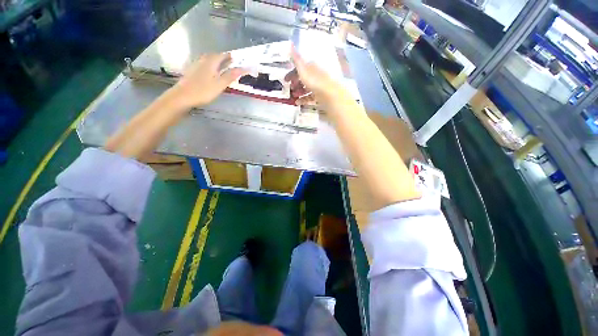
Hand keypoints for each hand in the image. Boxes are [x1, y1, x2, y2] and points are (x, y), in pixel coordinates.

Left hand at [172, 53, 245, 108]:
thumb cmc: (203, 91)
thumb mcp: (220, 84)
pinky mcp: (192, 72)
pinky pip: (204, 65)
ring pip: (208, 60)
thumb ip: (230, 76)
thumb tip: (243, 68)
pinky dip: (210, 66)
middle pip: (214, 56)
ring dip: (216, 61)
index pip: (222, 55)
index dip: (230, 56)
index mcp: (211, 62)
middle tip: (231, 61)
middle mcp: (203, 61)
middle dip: (223, 58)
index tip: (237, 58)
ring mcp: (196, 66)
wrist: (182, 96)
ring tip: (222, 65)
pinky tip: (211, 72)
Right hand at [285, 48, 345, 106]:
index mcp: (313, 65)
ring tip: (293, 96)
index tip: (286, 79)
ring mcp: (319, 86)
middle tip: (290, 88)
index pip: (301, 67)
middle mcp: (317, 74)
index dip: (293, 72)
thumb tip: (290, 45)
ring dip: (299, 91)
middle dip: (296, 83)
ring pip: (307, 88)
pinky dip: (304, 99)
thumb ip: (296, 59)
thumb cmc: (315, 81)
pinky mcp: (321, 96)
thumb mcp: (303, 69)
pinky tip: (298, 103)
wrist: (330, 95)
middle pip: (304, 78)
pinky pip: (310, 97)